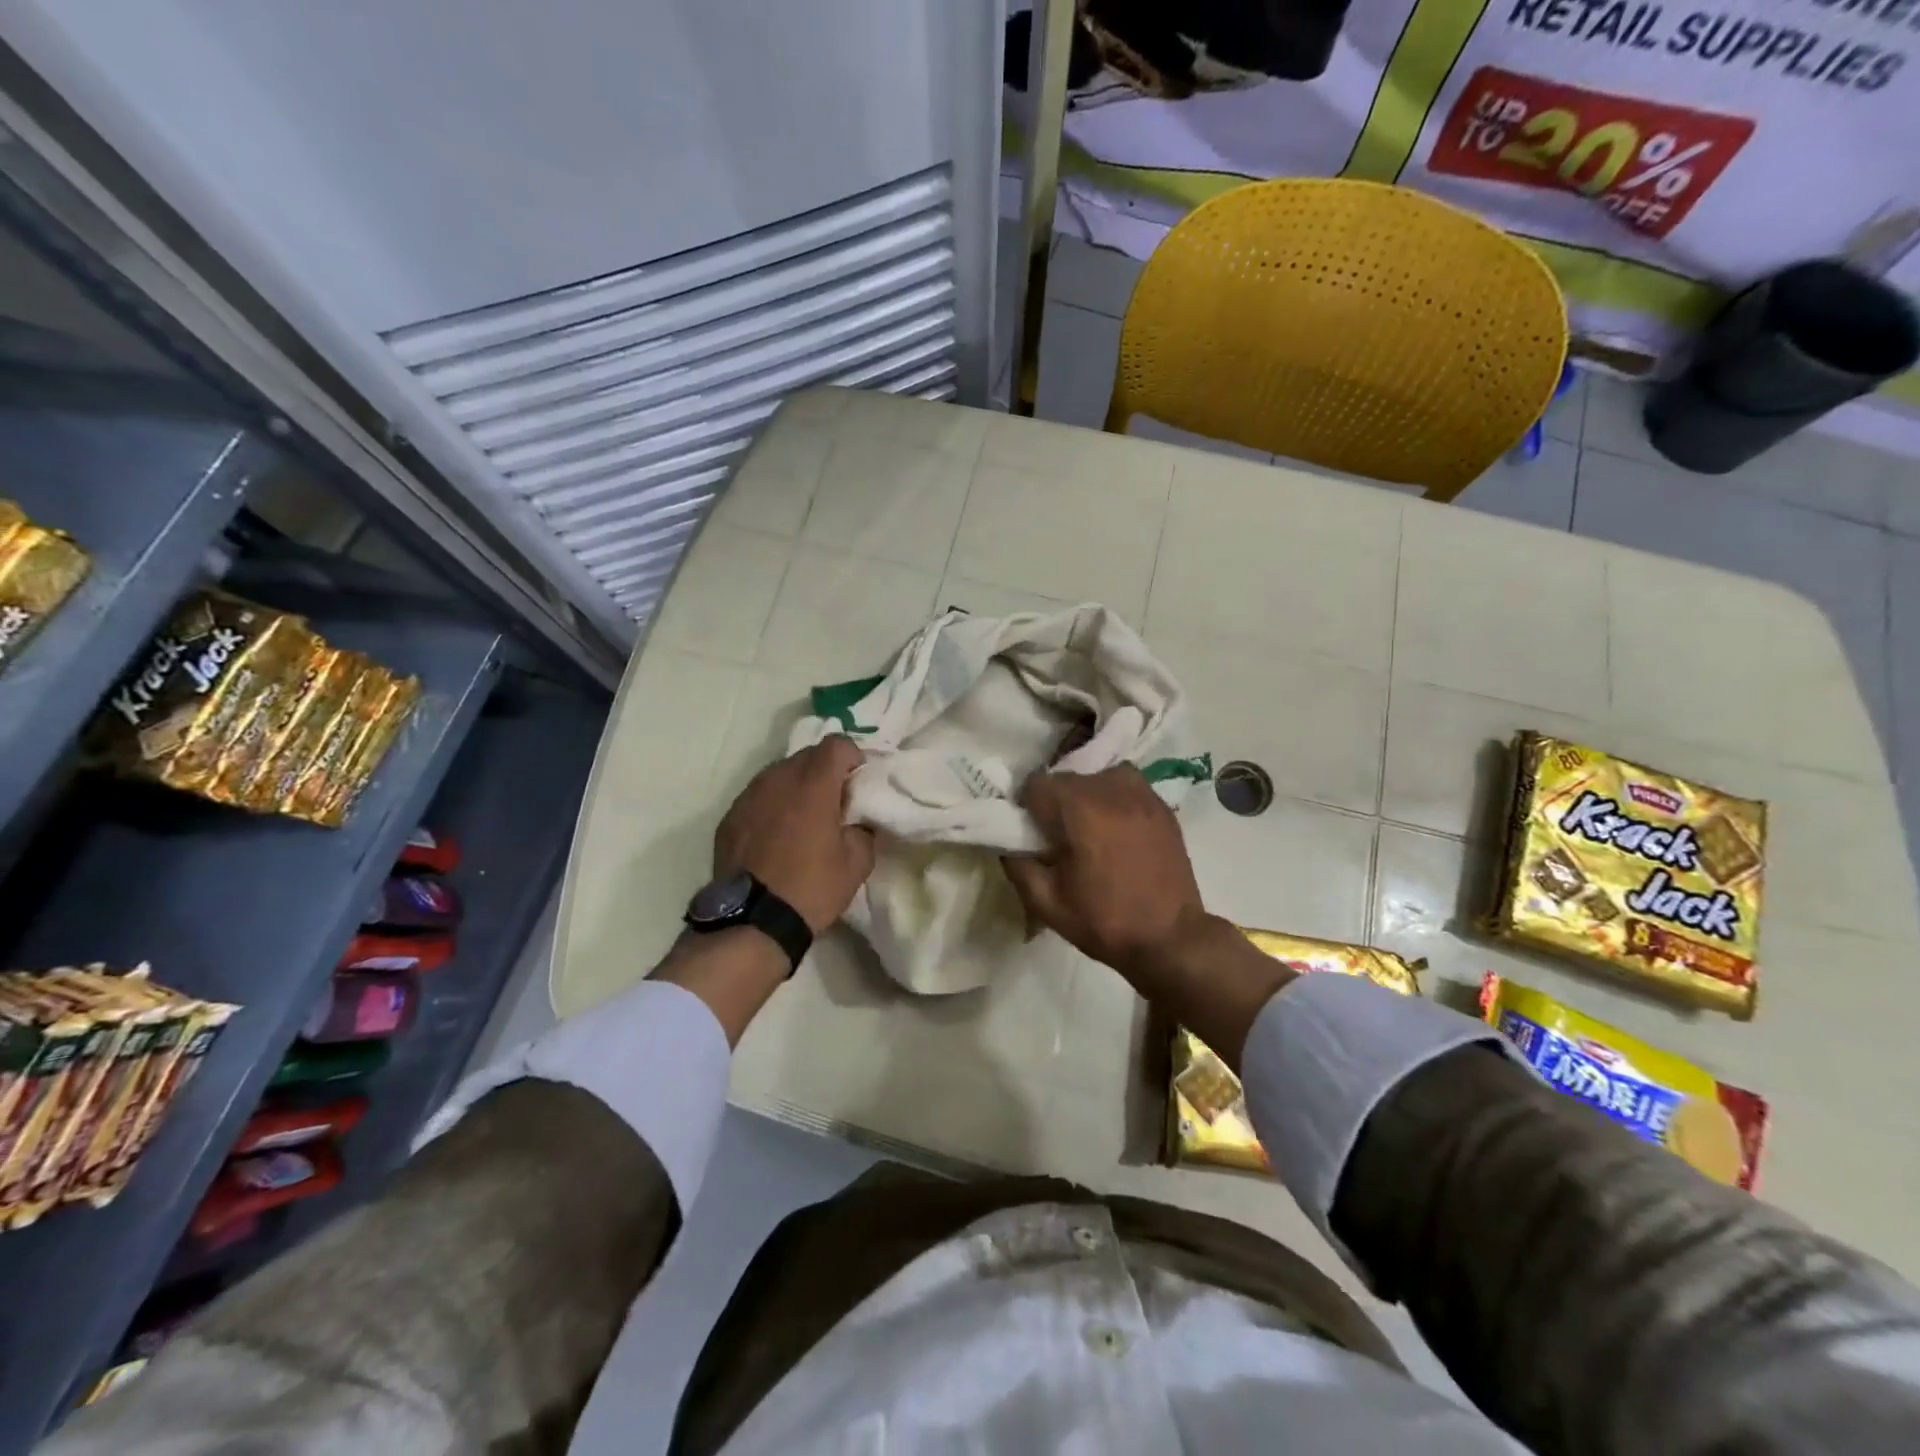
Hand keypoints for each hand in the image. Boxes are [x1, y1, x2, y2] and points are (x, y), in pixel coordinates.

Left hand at [714, 736, 874, 932]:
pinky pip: (758, 797)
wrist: (753, 921)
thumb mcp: (857, 863)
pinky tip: (776, 834)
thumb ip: (862, 830)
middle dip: (825, 770)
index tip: (858, 781)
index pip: (836, 744)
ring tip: (803, 817)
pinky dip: (772, 805)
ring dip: (796, 786)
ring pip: (779, 774)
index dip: (853, 756)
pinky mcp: (729, 817)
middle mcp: (778, 779)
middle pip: (807, 756)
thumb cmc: (811, 888)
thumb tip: (855, 822)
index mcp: (813, 784)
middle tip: (834, 801)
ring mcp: (748, 796)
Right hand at [1001, 766, 1207, 979]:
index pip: (1036, 784)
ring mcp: (1142, 794)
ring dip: (1086, 797)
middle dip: (1056, 803)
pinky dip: (1114, 800)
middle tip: (1061, 839)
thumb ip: (1018, 865)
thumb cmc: (1104, 922)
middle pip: (1066, 778)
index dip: (1028, 808)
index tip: (1033, 834)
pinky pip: (1126, 786)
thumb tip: (1007, 843)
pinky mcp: (1161, 805)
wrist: (1170, 939)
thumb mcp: (1047, 903)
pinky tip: (1117, 830)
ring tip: (1091, 831)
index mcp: (1079, 810)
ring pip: (1096, 777)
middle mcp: (1110, 789)